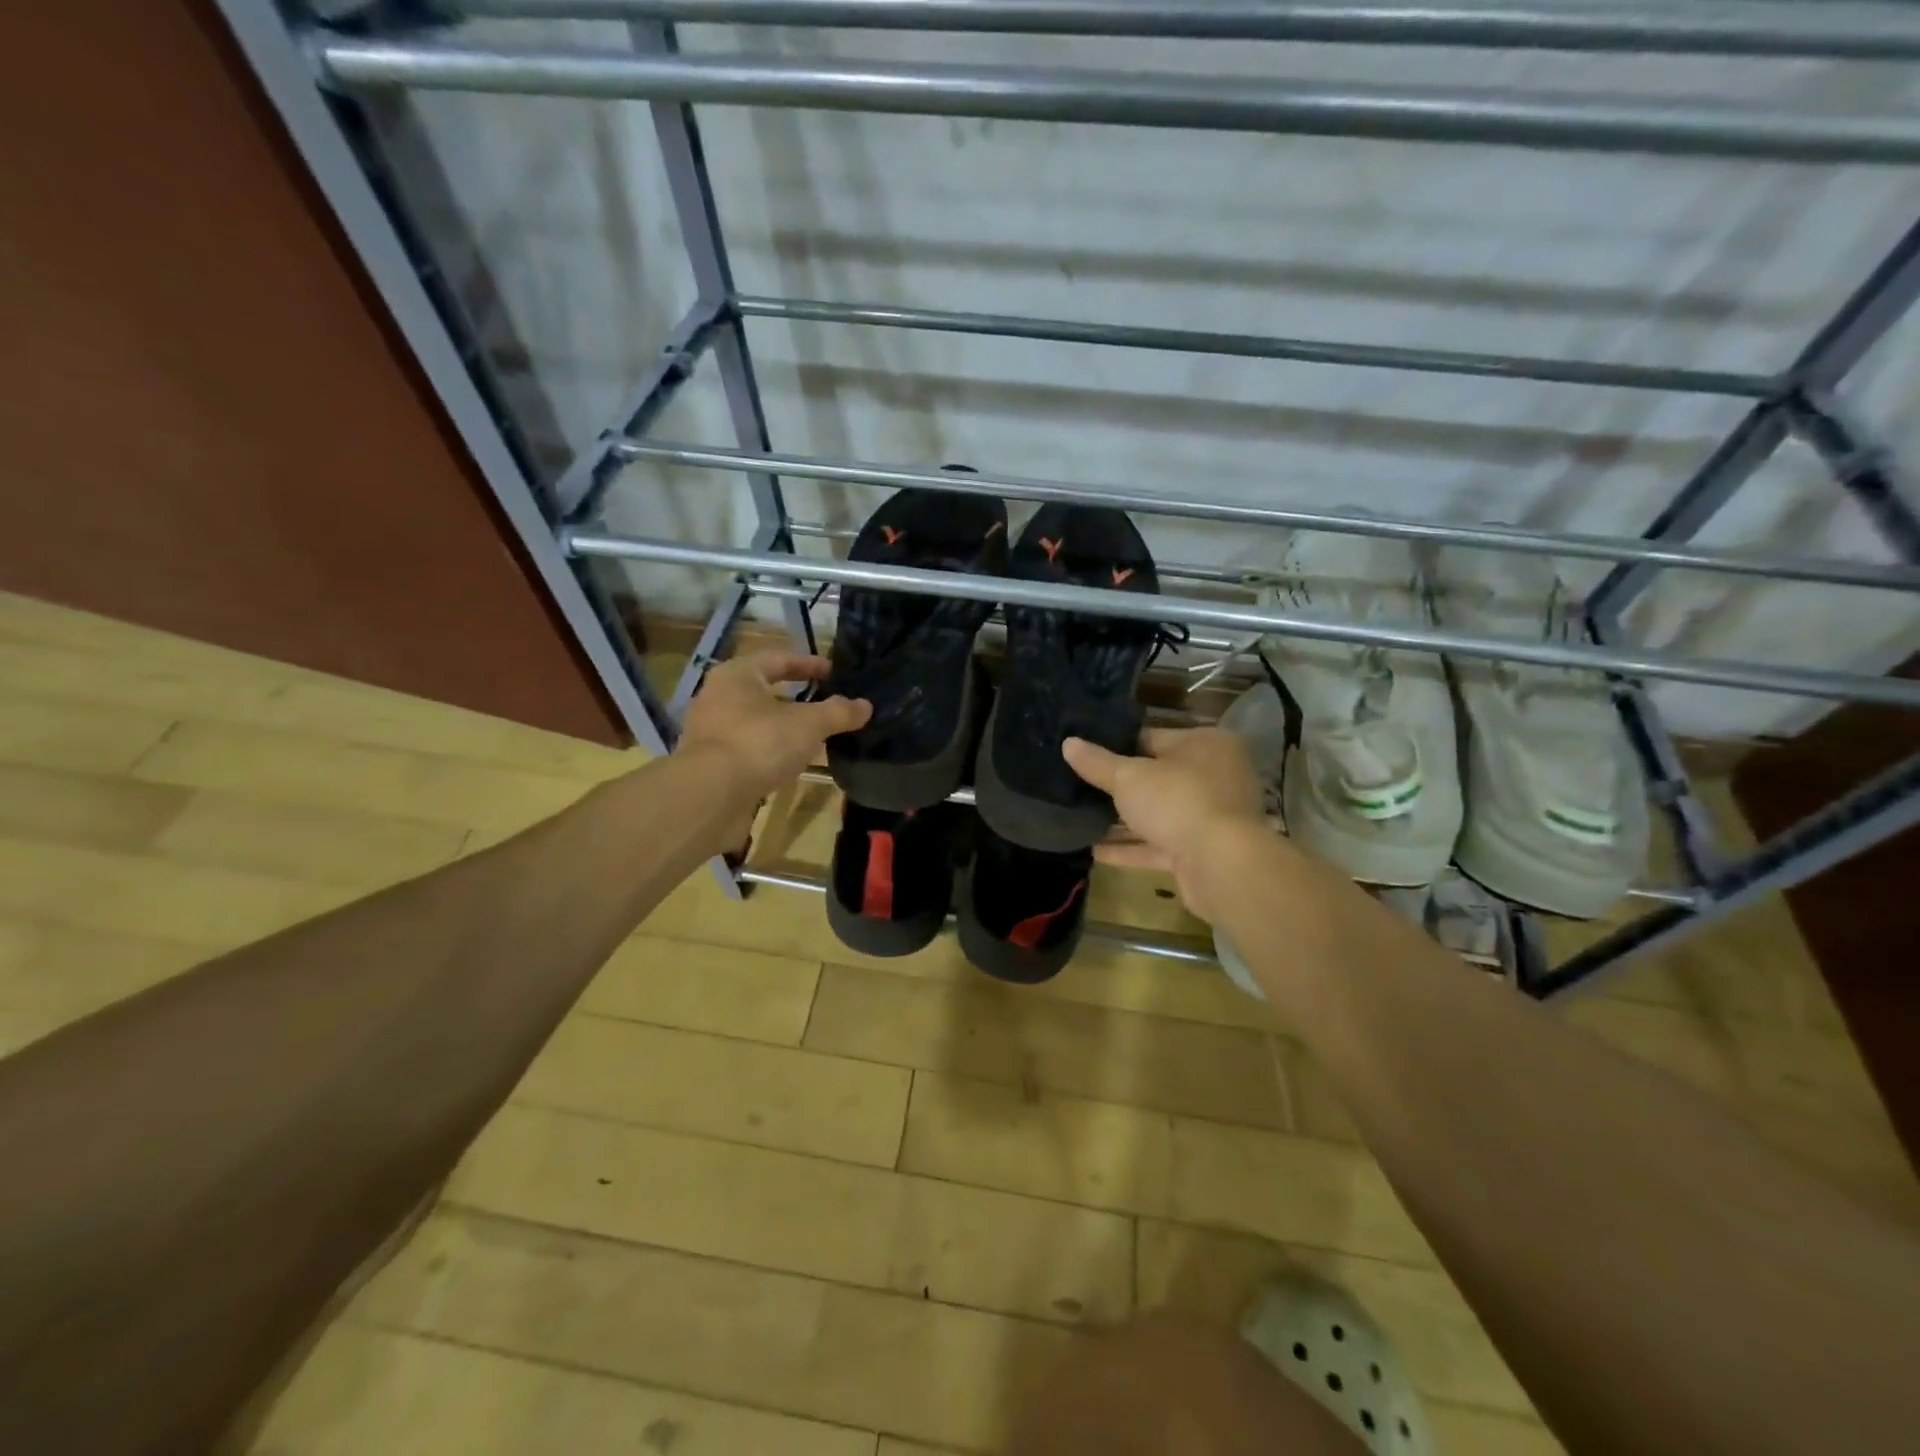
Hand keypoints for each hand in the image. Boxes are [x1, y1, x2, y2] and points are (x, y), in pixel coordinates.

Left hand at [676, 652, 869, 808]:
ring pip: (753, 720)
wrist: (710, 795)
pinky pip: (747, 747)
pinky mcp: (709, 764)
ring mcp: (709, 731)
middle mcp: (717, 696)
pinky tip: (788, 762)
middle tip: (822, 702)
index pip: (778, 658)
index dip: (808, 664)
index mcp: (737, 675)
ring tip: (810, 735)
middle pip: (762, 689)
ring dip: (781, 725)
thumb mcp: (808, 725)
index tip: (833, 672)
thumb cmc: (759, 743)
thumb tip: (866, 705)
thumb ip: (838, 712)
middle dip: (793, 696)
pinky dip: (768, 750)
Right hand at [1063, 728, 1267, 921]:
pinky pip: (1160, 845)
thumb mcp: (1129, 777)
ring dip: (1123, 820)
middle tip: (1078, 785)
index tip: (1086, 753)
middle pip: (1157, 777)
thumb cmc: (1178, 801)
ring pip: (1158, 814)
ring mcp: (1211, 816)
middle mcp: (1214, 776)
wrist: (1221, 865)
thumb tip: (1068, 743)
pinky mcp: (1202, 852)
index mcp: (1205, 744)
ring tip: (1081, 818)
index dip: (1117, 745)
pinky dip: (1131, 848)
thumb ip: (1097, 763)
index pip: (1152, 737)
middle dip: (1120, 786)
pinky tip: (1095, 851)